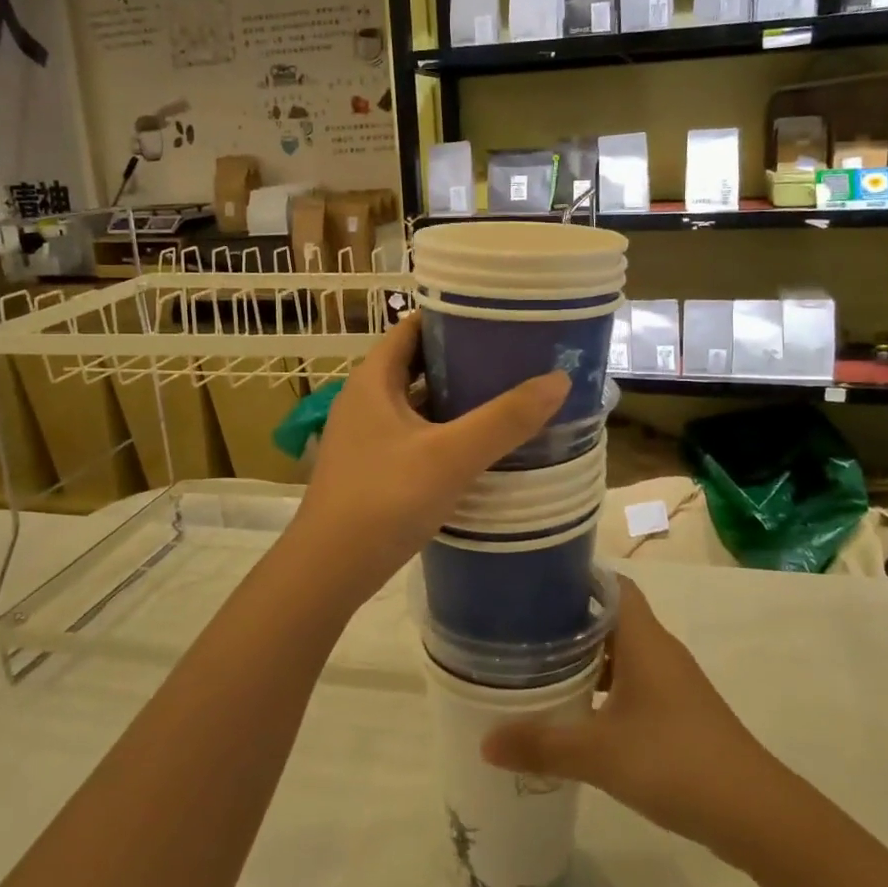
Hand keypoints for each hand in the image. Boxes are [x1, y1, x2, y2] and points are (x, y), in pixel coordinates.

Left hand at [290, 312, 567, 603]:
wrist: (328, 571)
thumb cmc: (384, 499)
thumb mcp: (451, 456)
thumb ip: (505, 419)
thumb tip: (558, 379)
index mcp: (373, 380)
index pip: (412, 327)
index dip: (451, 315)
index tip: (497, 315)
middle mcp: (365, 400)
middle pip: (417, 363)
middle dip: (462, 358)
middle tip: (513, 356)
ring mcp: (366, 437)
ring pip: (417, 403)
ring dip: (455, 398)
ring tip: (506, 395)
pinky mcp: (373, 469)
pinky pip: (415, 435)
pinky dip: (445, 431)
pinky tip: (478, 445)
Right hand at [481, 579, 774, 854]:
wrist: (756, 813)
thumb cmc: (675, 761)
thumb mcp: (600, 753)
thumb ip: (541, 745)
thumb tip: (484, 742)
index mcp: (643, 638)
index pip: (610, 583)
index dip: (576, 578)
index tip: (534, 584)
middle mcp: (659, 650)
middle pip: (611, 617)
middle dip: (569, 620)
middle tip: (523, 629)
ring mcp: (672, 682)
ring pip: (622, 653)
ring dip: (587, 658)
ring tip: (540, 669)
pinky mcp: (678, 712)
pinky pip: (633, 683)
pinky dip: (604, 688)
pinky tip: (579, 713)